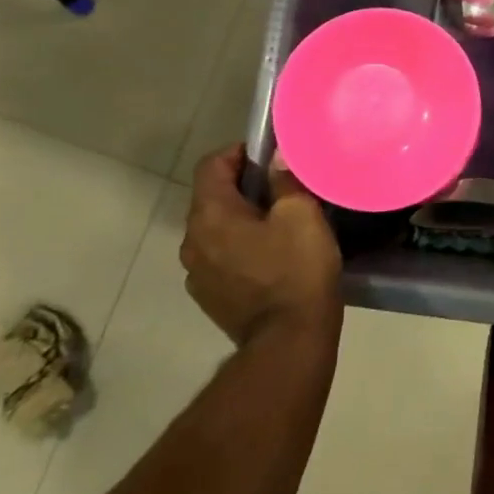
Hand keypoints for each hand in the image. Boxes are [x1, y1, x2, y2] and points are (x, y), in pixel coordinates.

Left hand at [179, 145, 341, 344]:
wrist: (289, 340)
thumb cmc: (296, 270)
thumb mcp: (301, 215)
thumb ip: (285, 181)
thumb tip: (276, 160)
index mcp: (210, 215)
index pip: (211, 165)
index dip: (238, 152)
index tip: (268, 155)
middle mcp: (192, 241)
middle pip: (211, 198)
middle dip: (242, 187)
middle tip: (281, 188)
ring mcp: (197, 273)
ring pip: (215, 230)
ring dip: (240, 220)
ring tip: (277, 224)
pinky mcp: (209, 297)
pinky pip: (220, 258)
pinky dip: (239, 248)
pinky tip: (270, 257)